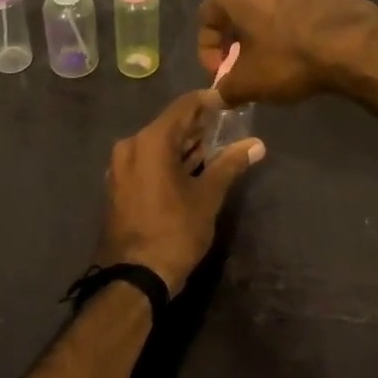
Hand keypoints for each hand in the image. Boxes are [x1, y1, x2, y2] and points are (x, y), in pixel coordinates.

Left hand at [98, 90, 263, 296]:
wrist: (135, 277)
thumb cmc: (175, 231)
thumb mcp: (208, 196)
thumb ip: (230, 164)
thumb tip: (257, 145)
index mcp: (151, 141)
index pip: (184, 107)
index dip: (208, 101)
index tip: (231, 101)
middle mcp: (131, 145)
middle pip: (170, 124)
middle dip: (198, 125)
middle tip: (228, 125)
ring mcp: (121, 166)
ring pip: (158, 144)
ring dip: (184, 144)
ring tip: (216, 145)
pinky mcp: (120, 184)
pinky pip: (148, 160)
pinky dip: (169, 159)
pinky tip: (192, 167)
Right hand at [197, 0, 377, 103]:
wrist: (355, 44)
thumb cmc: (290, 58)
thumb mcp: (249, 82)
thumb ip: (224, 89)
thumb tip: (213, 98)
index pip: (206, 19)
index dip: (207, 52)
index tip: (221, 76)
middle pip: (236, 8)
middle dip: (235, 39)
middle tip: (243, 67)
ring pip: (266, 4)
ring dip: (263, 30)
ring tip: (272, 58)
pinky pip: (294, 4)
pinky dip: (289, 24)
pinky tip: (299, 48)